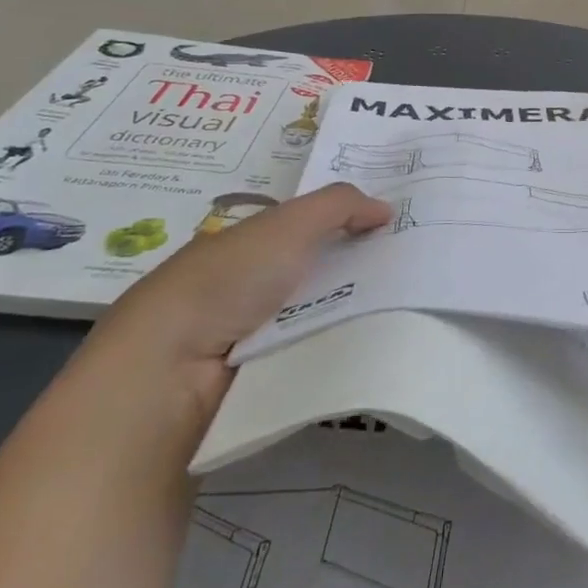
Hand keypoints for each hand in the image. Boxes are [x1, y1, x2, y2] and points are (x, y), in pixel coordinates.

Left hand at [99, 184, 391, 388]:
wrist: (169, 375)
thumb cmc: (226, 283)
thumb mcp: (286, 225)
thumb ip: (338, 206)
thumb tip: (386, 208)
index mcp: (246, 247)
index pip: (307, 230)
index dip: (349, 224)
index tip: (397, 228)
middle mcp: (249, 289)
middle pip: (320, 273)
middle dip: (362, 271)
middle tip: (418, 270)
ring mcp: (253, 338)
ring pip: (322, 318)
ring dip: (356, 315)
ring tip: (413, 310)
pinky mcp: (262, 381)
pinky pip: (315, 358)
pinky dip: (340, 353)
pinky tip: (379, 349)